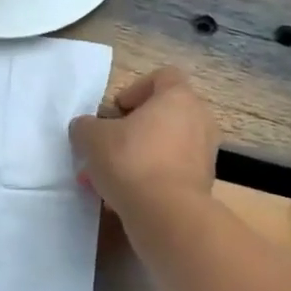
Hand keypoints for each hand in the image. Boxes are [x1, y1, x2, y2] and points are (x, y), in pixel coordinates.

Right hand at [69, 66, 218, 215]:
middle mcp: (199, 120)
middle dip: (132, 130)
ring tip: (107, 179)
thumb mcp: (92, 138)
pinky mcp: (202, 184)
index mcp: (178, 98)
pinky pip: (171, 172)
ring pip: (165, 147)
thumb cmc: (131, 161)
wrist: (167, 214)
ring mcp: (204, 153)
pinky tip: (123, 198)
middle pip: (163, 115)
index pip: (163, 77)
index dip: (135, 89)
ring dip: (137, 157)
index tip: (115, 111)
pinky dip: (149, 179)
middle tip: (107, 146)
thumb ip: (86, 127)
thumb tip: (85, 128)